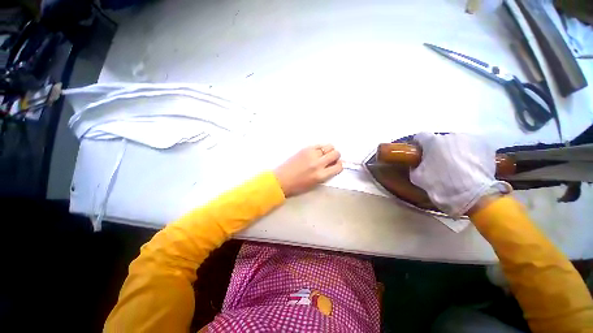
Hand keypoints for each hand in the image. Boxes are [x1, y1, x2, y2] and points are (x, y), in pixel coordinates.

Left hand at [274, 145, 342, 196]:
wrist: (281, 180)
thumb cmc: (298, 186)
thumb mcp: (315, 184)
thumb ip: (326, 175)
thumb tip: (333, 166)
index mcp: (321, 175)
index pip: (338, 166)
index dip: (339, 165)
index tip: (336, 165)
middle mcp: (318, 164)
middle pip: (336, 153)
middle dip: (336, 156)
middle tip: (330, 159)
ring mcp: (311, 154)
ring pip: (328, 146)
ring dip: (329, 150)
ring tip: (323, 154)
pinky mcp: (305, 149)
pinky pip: (319, 144)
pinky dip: (321, 147)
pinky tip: (317, 152)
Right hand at [409, 133, 511, 217]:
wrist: (472, 194)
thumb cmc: (440, 184)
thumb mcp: (417, 177)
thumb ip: (414, 166)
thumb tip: (416, 164)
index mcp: (432, 141)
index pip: (420, 136)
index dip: (419, 144)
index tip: (419, 153)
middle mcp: (450, 135)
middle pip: (441, 140)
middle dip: (438, 149)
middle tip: (439, 163)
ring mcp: (470, 138)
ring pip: (458, 142)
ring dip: (455, 150)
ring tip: (458, 165)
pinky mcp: (486, 145)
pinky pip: (473, 146)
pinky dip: (470, 153)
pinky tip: (471, 165)